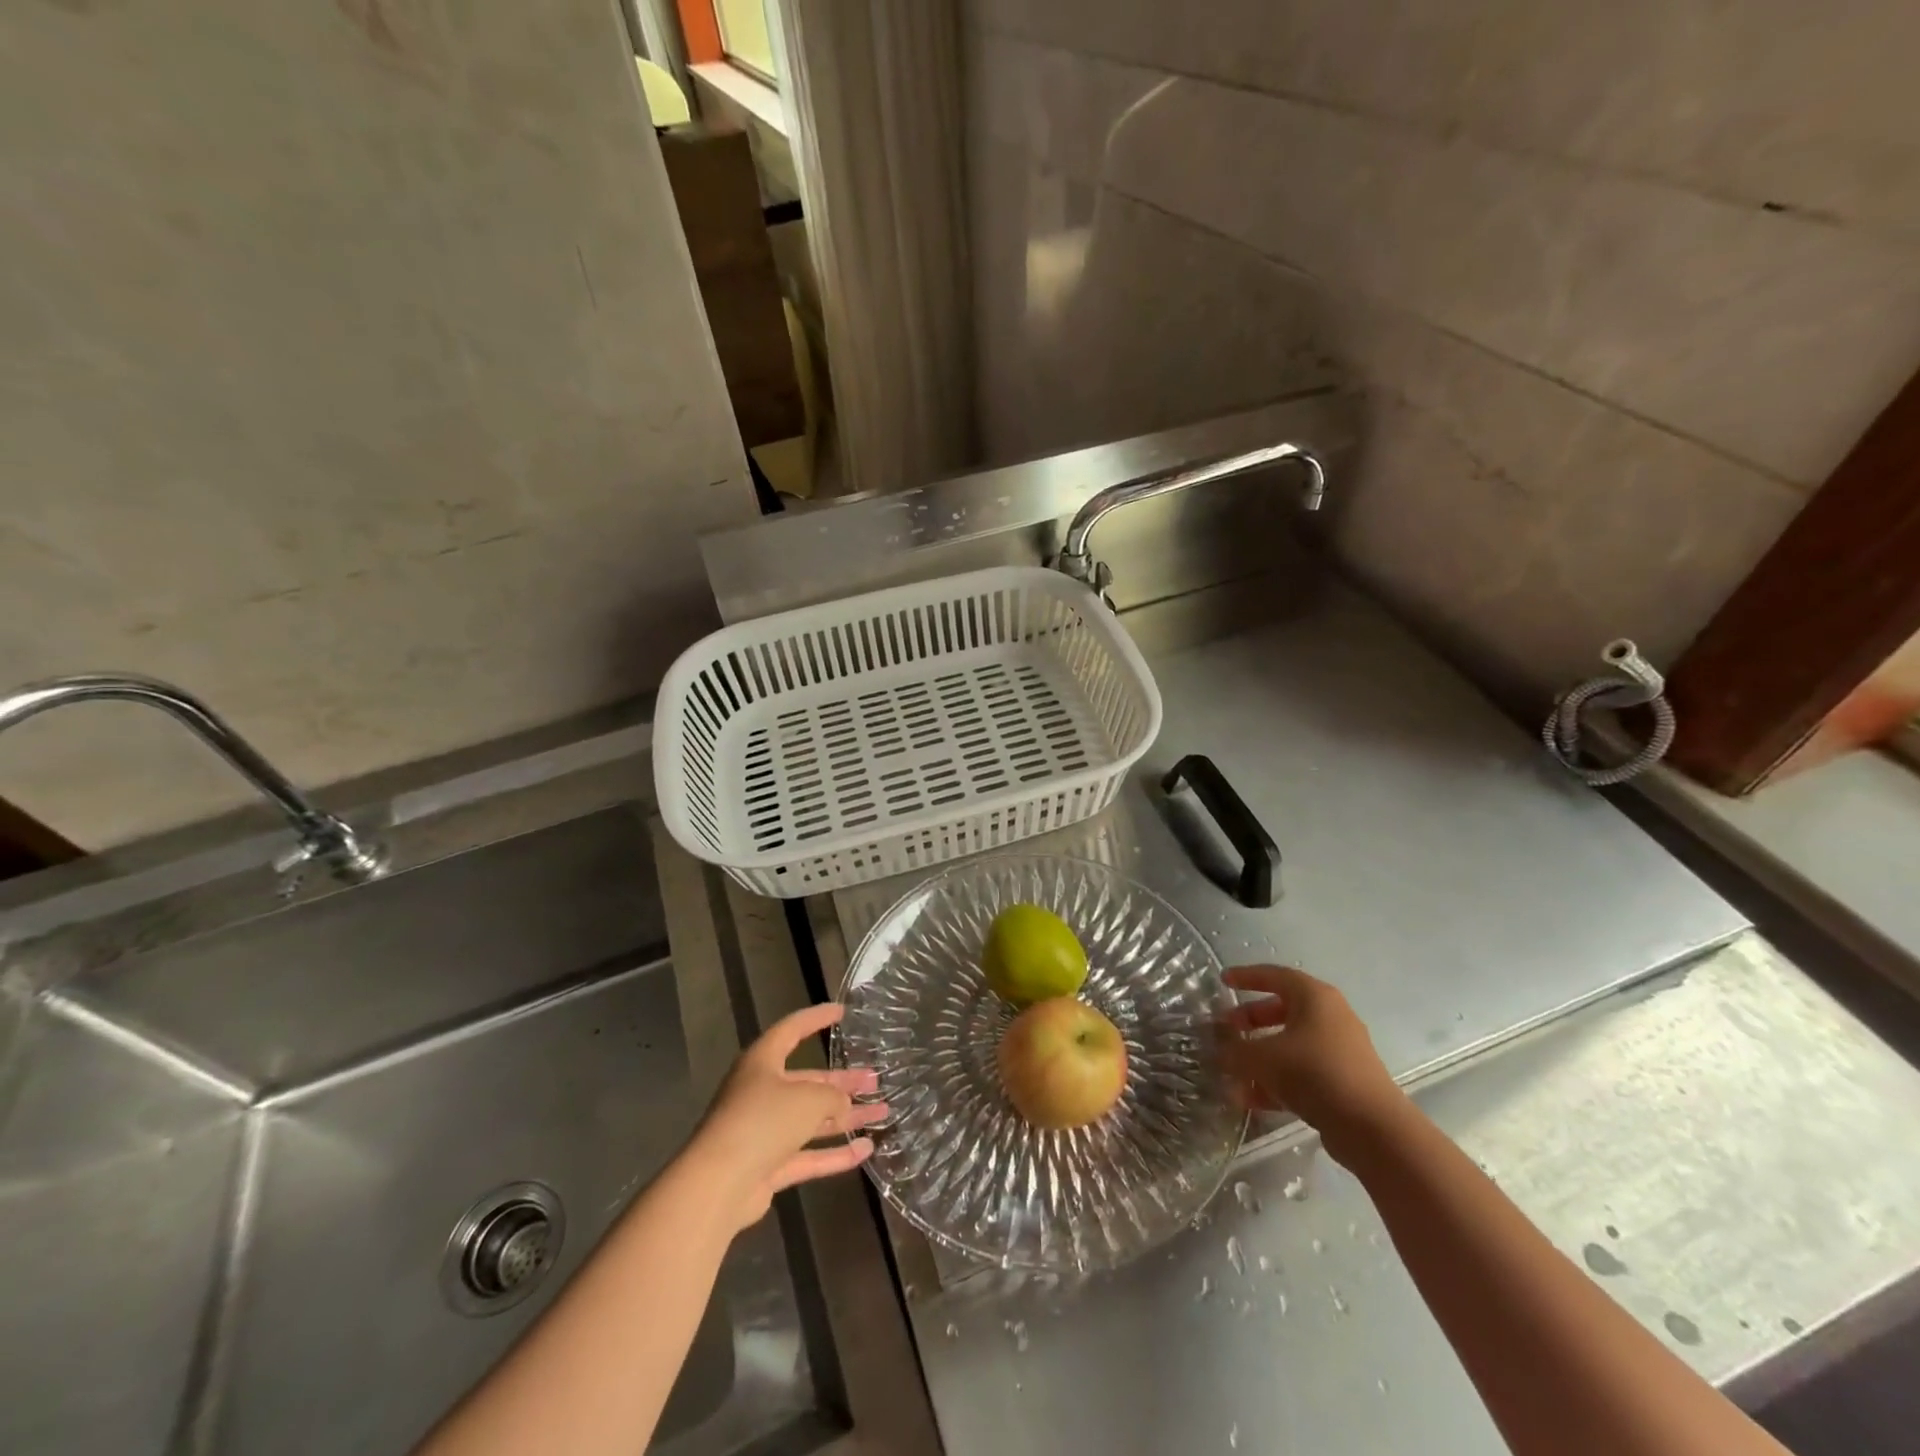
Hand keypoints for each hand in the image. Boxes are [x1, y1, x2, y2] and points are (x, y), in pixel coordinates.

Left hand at [685, 1003, 887, 1229]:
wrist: (719, 1184)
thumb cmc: (763, 1120)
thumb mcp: (808, 1098)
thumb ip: (833, 1097)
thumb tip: (844, 1104)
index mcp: (763, 1062)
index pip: (792, 1030)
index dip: (817, 1018)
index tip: (843, 1012)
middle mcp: (762, 1092)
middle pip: (808, 1081)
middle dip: (843, 1082)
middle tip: (875, 1079)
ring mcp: (764, 1131)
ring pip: (812, 1119)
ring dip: (847, 1117)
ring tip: (883, 1112)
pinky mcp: (767, 1166)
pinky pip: (808, 1155)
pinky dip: (835, 1154)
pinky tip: (866, 1151)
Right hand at [1219, 965, 1403, 1156]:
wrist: (1372, 1128)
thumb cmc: (1314, 1072)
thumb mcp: (1262, 1057)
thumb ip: (1234, 1049)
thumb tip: (1218, 1048)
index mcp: (1314, 997)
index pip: (1274, 975)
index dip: (1245, 976)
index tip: (1223, 981)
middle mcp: (1331, 1017)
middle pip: (1282, 1009)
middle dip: (1251, 1019)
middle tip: (1228, 1029)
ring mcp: (1340, 1050)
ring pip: (1291, 1043)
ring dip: (1261, 1055)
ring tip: (1233, 1070)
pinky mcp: (1343, 1081)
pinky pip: (1302, 1071)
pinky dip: (1277, 1080)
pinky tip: (1251, 1099)